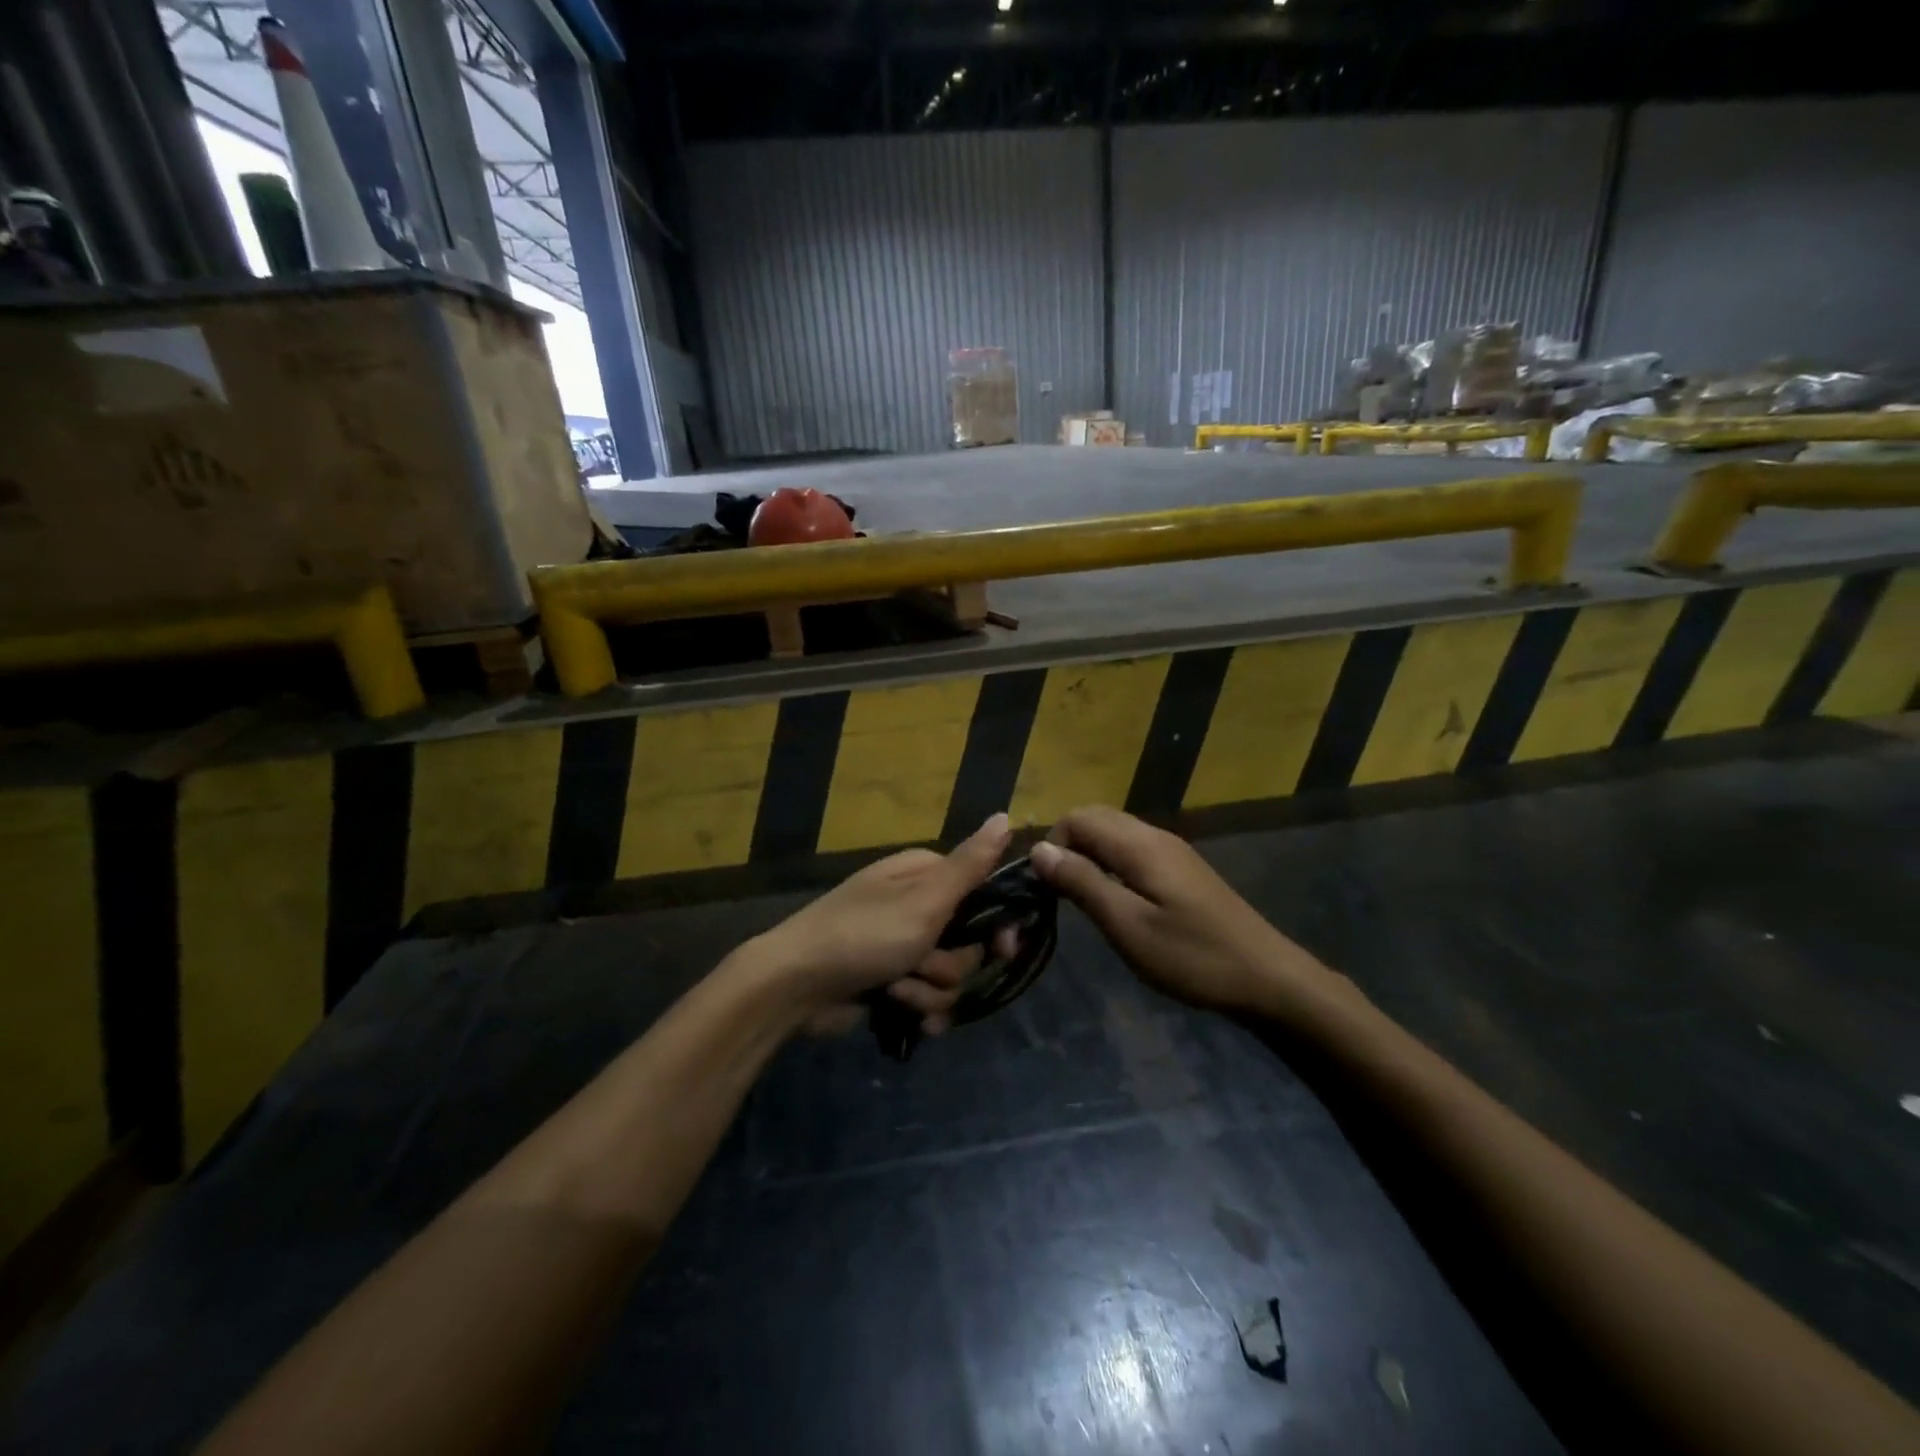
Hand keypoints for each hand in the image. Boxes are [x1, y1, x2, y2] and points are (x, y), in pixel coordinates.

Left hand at [743, 814, 1013, 1037]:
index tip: (1003, 947)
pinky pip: (928, 997)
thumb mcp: (924, 899)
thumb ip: (970, 864)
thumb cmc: (864, 934)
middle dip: (953, 964)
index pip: (985, 892)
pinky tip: (904, 1015)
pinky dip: (918, 1007)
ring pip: (951, 975)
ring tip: (897, 990)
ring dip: (928, 990)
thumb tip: (1006, 815)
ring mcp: (904, 945)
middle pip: (971, 941)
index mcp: (926, 875)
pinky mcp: (892, 980)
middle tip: (925, 964)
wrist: (795, 985)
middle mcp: (918, 905)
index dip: (998, 923)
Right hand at [1030, 806, 1341, 1018]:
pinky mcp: (1182, 869)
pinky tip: (1116, 902)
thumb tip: (1039, 849)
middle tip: (1060, 894)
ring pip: (1113, 833)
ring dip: (1088, 856)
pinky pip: (1132, 849)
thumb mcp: (1128, 926)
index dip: (1052, 845)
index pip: (1077, 817)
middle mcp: (1154, 835)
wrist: (1266, 977)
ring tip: (1083, 901)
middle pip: (1095, 818)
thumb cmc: (1192, 956)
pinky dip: (1110, 865)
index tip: (1046, 888)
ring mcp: (1172, 850)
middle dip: (1067, 847)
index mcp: (1139, 844)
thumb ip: (1082, 883)